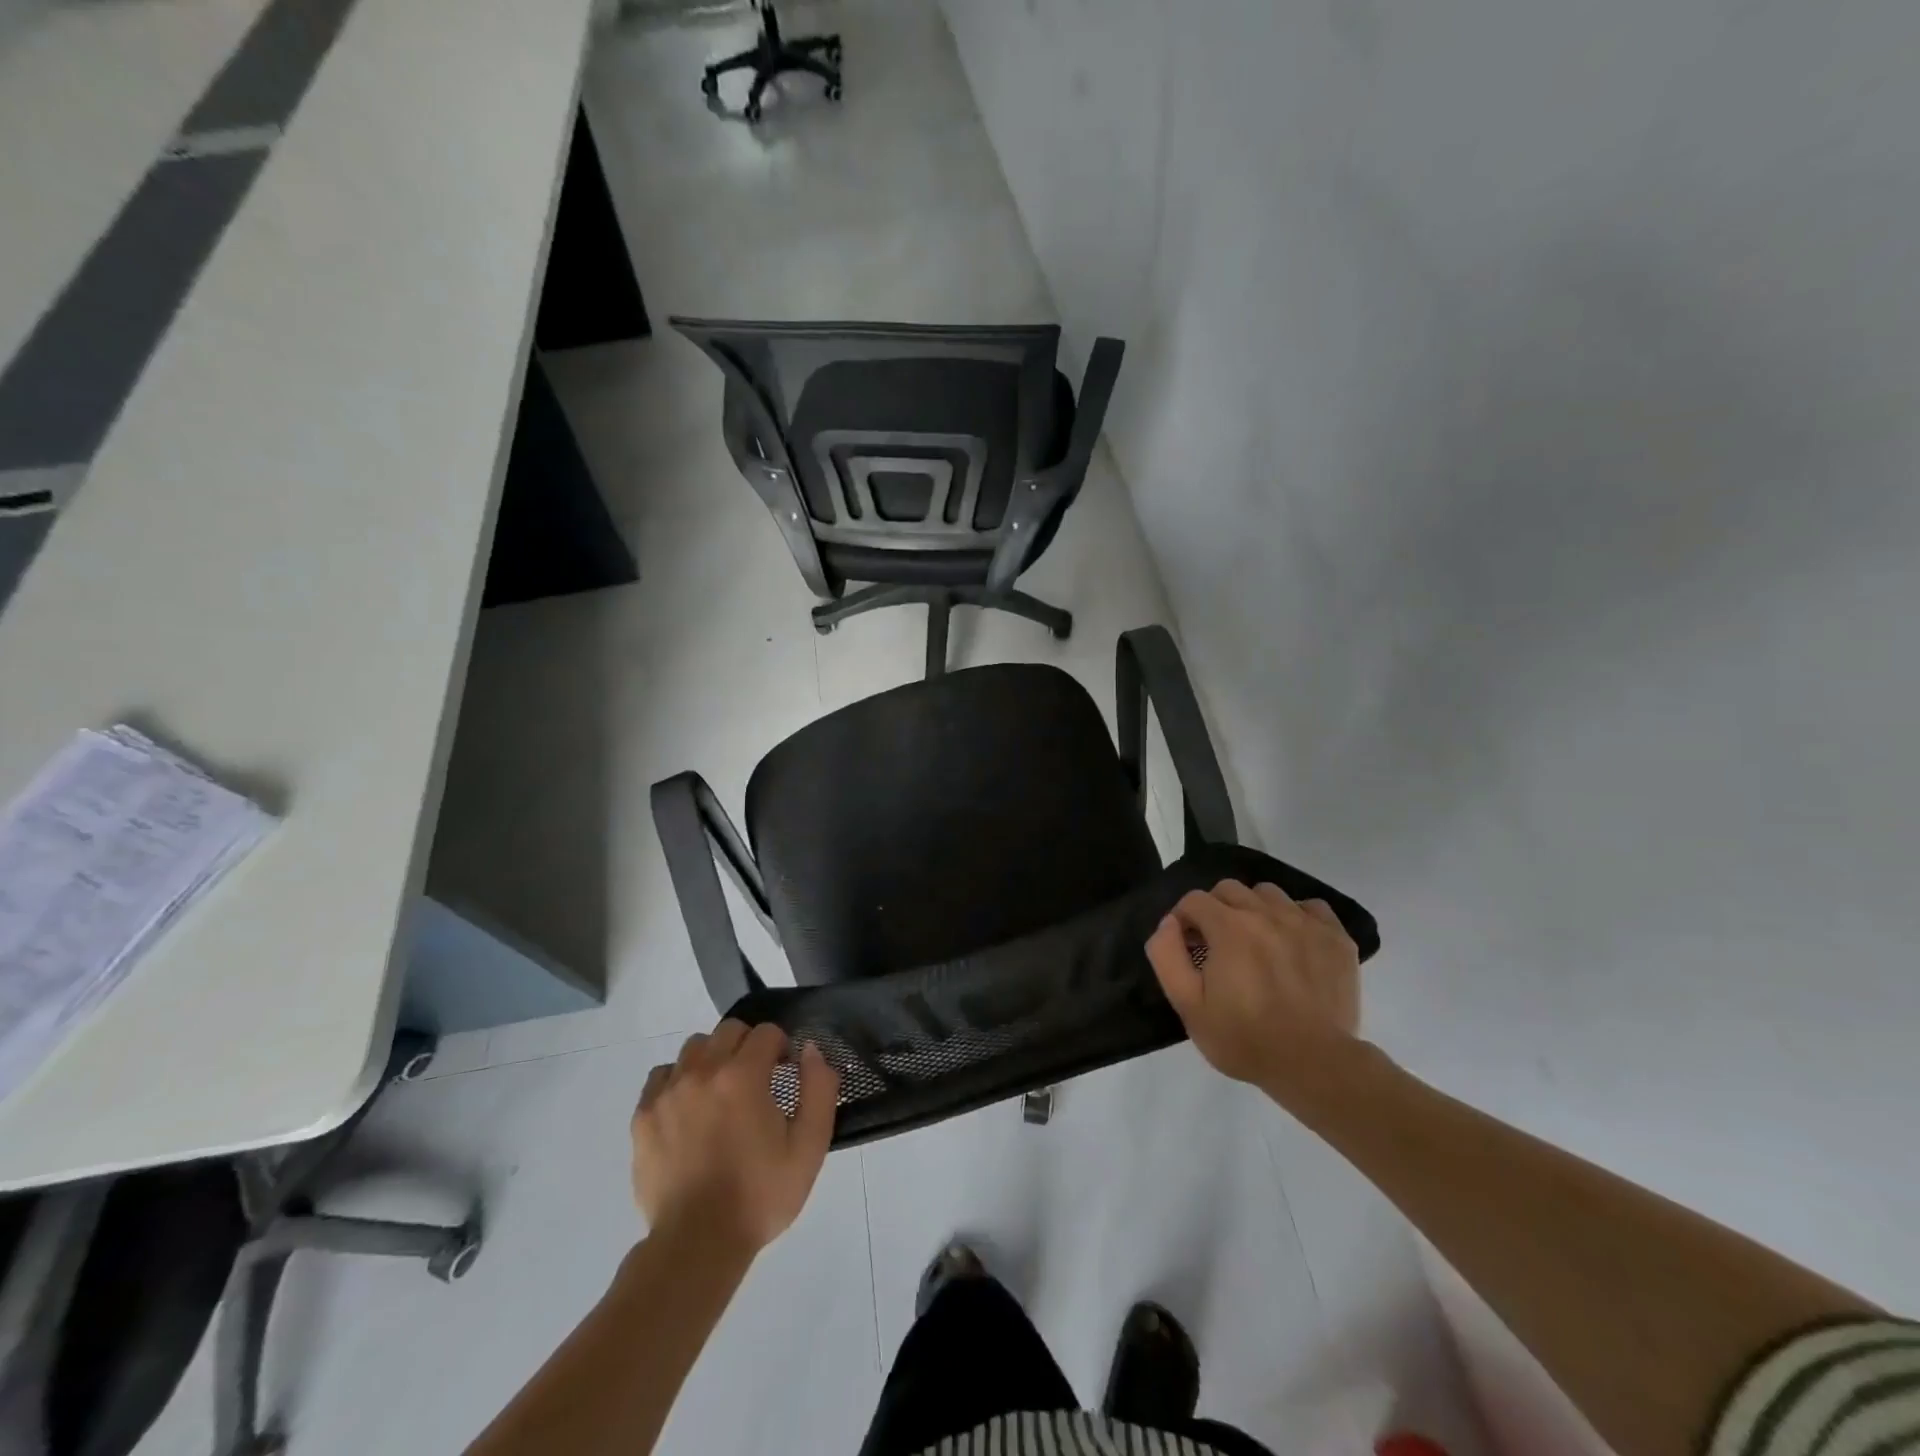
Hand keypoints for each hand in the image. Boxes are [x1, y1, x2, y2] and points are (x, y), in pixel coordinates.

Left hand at [631, 1019, 839, 1256]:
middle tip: (757, 1082)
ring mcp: (668, 1092)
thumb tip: (810, 1050)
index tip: (785, 1076)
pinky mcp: (643, 1116)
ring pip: (695, 1048)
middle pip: (729, 1031)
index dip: (781, 1049)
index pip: (766, 1033)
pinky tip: (689, 1109)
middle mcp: (702, 1071)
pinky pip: (662, 1076)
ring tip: (721, 1094)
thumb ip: (819, 1089)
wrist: (697, 1245)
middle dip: (749, 1047)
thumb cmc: (759, 1196)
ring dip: (713, 1059)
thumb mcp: (809, 1148)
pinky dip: (679, 1081)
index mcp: (743, 1075)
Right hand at [1145, 879, 1361, 1096]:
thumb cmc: (1244, 1038)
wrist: (1315, 1065)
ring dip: (1254, 909)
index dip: (1184, 919)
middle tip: (1218, 944)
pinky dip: (1297, 917)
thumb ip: (1167, 955)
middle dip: (1215, 909)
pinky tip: (1294, 943)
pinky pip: (1312, 908)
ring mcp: (1305, 922)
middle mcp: (1266, 913)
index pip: (1194, 899)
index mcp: (1228, 927)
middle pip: (1229, 889)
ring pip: (1269, 894)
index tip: (1188, 946)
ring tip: (1257, 942)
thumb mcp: (1188, 1005)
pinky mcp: (1336, 938)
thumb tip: (1169, 922)